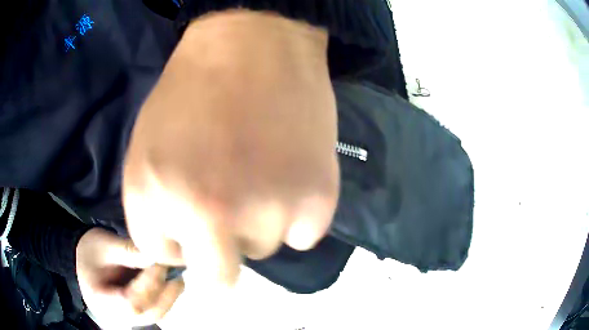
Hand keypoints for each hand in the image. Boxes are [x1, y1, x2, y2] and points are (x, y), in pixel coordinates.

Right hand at [76, 228, 184, 327]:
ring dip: (169, 293)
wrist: (82, 260)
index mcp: (101, 301)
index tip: (160, 263)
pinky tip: (168, 277)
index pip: (132, 303)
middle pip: (150, 313)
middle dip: (165, 291)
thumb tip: (158, 255)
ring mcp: (130, 318)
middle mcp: (118, 316)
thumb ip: (128, 251)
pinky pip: (157, 308)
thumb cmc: (89, 251)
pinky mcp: (138, 313)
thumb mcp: (103, 245)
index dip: (150, 285)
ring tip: (173, 270)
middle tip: (174, 266)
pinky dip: (166, 294)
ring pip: (158, 313)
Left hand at [123, 10, 339, 286]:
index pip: (165, 258)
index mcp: (160, 198)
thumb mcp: (145, 153)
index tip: (184, 214)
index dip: (175, 237)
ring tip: (262, 171)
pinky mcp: (318, 202)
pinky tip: (292, 170)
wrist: (253, 43)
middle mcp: (212, 215)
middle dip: (216, 258)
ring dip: (257, 223)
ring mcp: (271, 211)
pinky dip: (296, 212)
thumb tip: (183, 252)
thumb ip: (153, 212)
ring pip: (262, 249)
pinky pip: (302, 234)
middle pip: (218, 281)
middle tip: (227, 213)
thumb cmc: (189, 93)